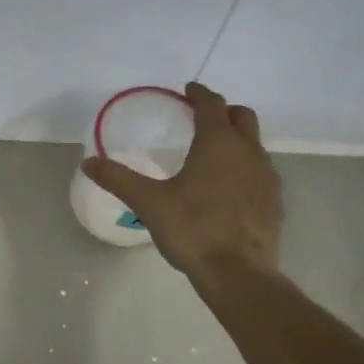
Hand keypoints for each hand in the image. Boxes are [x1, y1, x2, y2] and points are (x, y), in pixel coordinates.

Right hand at [80, 82, 282, 279]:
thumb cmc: (192, 228)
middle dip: (223, 112)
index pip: (212, 105)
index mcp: (217, 143)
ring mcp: (266, 176)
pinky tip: (229, 188)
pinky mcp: (274, 201)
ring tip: (213, 154)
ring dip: (237, 140)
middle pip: (242, 117)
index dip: (199, 94)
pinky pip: (261, 171)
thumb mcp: (148, 202)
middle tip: (202, 118)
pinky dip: (245, 167)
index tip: (188, 91)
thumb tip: (88, 162)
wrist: (238, 272)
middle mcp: (248, 151)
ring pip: (254, 144)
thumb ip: (118, 179)